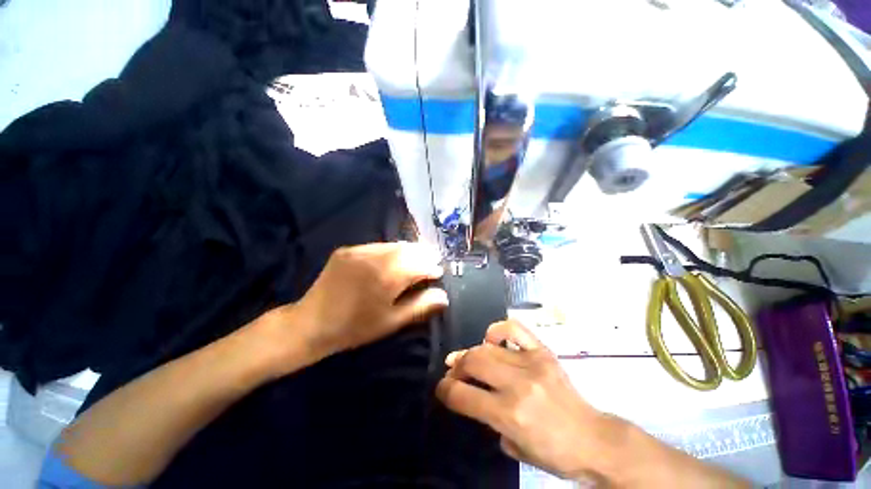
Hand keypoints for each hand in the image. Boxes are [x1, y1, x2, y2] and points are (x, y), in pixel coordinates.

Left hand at [290, 242, 447, 357]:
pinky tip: (393, 258)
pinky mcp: (348, 250)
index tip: (438, 272)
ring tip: (417, 257)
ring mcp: (359, 251)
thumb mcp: (391, 321)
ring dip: (409, 250)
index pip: (419, 265)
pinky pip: (377, 246)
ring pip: (394, 245)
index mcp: (387, 277)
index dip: (431, 267)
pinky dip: (391, 250)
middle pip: (408, 249)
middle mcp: (375, 258)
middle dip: (423, 254)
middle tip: (432, 260)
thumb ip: (420, 307)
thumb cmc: (356, 327)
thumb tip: (444, 296)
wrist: (311, 323)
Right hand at [436, 320, 620, 481]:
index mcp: (509, 415)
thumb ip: (489, 418)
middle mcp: (517, 384)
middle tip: (453, 372)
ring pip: (487, 348)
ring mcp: (531, 363)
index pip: (463, 396)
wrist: (593, 440)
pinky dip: (497, 330)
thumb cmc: (554, 452)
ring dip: (470, 352)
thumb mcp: (514, 446)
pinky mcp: (543, 352)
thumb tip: (473, 393)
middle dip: (456, 367)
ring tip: (465, 358)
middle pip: (473, 363)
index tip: (441, 388)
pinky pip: (514, 329)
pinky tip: (491, 339)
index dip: (445, 390)